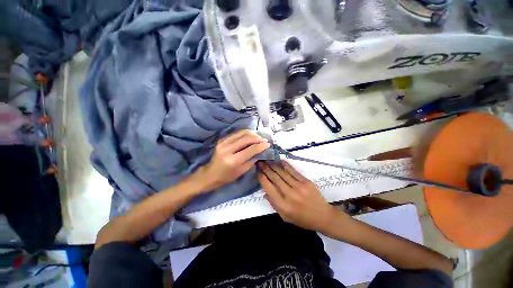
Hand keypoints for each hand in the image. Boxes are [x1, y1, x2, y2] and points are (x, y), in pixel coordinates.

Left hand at [200, 130, 269, 190]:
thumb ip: (252, 159)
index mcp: (233, 160)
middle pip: (246, 138)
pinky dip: (245, 133)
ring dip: (252, 134)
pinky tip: (250, 136)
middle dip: (258, 138)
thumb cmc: (227, 176)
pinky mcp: (222, 139)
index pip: (251, 149)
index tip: (268, 144)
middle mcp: (227, 149)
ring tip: (258, 137)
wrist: (211, 173)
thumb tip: (261, 150)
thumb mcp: (242, 171)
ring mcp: (223, 142)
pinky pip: (237, 133)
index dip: (261, 146)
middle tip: (264, 140)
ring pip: (242, 132)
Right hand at [258, 161, 344, 232]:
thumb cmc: (302, 219)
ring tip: (267, 159)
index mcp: (283, 205)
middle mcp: (290, 194)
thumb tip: (264, 192)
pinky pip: (293, 171)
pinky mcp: (306, 181)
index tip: (258, 170)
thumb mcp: (285, 217)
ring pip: (282, 173)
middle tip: (260, 162)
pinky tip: (279, 160)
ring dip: (273, 165)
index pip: (269, 188)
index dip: (262, 178)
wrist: (323, 216)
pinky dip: (285, 165)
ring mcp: (299, 187)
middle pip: (275, 178)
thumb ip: (274, 205)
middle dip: (266, 168)